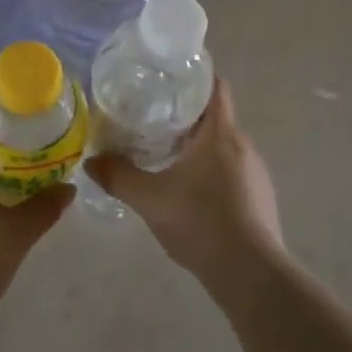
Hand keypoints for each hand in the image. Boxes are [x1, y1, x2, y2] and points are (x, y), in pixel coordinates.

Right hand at [86, 79, 283, 287]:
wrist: (250, 274)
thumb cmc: (200, 222)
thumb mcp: (149, 199)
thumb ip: (118, 177)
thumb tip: (90, 162)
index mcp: (221, 133)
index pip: (215, 86)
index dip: (194, 77)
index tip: (167, 80)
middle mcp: (244, 146)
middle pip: (215, 117)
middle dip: (186, 116)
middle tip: (151, 120)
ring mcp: (256, 174)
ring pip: (223, 146)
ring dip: (198, 147)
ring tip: (165, 155)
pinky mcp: (260, 199)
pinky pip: (232, 172)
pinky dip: (210, 172)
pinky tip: (190, 193)